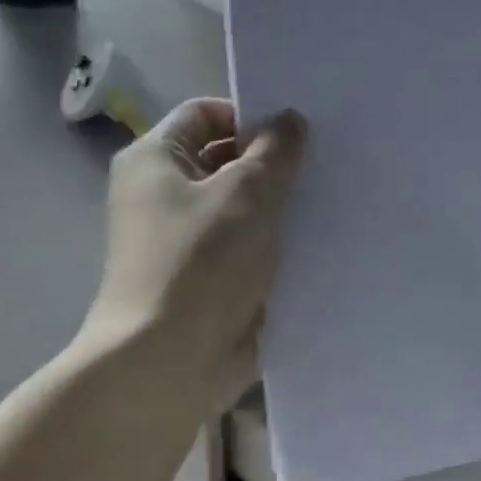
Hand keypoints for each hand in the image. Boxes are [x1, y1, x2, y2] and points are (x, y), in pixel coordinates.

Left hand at [85, 98, 307, 406]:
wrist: (164, 368)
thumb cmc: (200, 264)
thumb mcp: (247, 194)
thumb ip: (275, 150)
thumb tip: (289, 120)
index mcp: (154, 159)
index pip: (205, 113)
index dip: (249, 115)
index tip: (296, 131)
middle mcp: (160, 193)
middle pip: (222, 158)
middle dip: (270, 161)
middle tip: (323, 163)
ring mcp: (179, 238)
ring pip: (237, 204)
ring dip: (276, 204)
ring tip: (327, 199)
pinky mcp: (199, 277)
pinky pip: (240, 244)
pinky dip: (269, 241)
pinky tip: (314, 240)